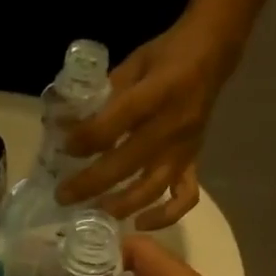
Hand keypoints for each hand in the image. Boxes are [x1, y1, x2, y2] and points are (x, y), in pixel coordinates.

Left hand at [55, 17, 239, 229]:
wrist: (213, 52)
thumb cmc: (167, 55)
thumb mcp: (133, 63)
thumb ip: (103, 94)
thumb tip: (66, 123)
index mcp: (157, 93)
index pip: (115, 123)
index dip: (86, 139)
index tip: (63, 147)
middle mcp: (172, 127)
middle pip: (126, 164)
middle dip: (90, 183)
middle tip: (63, 196)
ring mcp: (184, 149)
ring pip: (152, 188)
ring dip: (121, 206)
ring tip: (93, 214)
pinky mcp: (193, 162)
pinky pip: (184, 198)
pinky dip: (165, 216)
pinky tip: (140, 223)